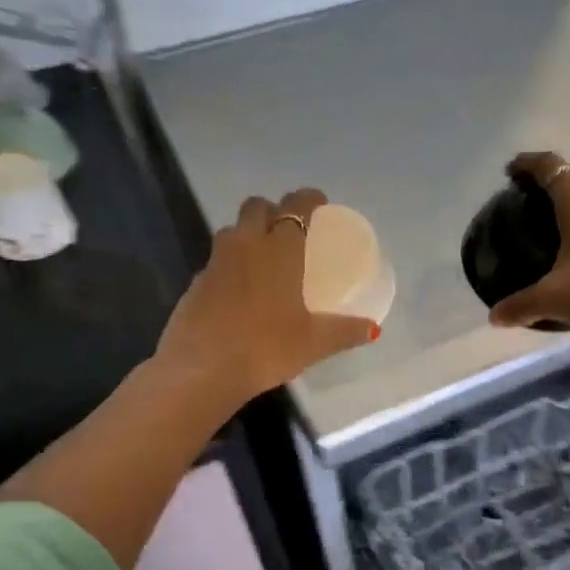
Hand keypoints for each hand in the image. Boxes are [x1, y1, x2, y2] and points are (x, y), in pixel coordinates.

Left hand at [157, 188, 378, 404]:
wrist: (200, 371)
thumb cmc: (265, 348)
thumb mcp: (313, 343)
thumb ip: (345, 331)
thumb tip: (373, 330)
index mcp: (279, 250)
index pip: (295, 205)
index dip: (308, 198)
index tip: (320, 204)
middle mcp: (245, 245)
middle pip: (256, 207)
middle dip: (273, 210)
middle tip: (290, 230)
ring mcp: (215, 262)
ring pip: (232, 230)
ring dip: (248, 233)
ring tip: (265, 259)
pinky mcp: (195, 283)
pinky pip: (217, 260)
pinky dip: (230, 265)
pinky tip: (240, 292)